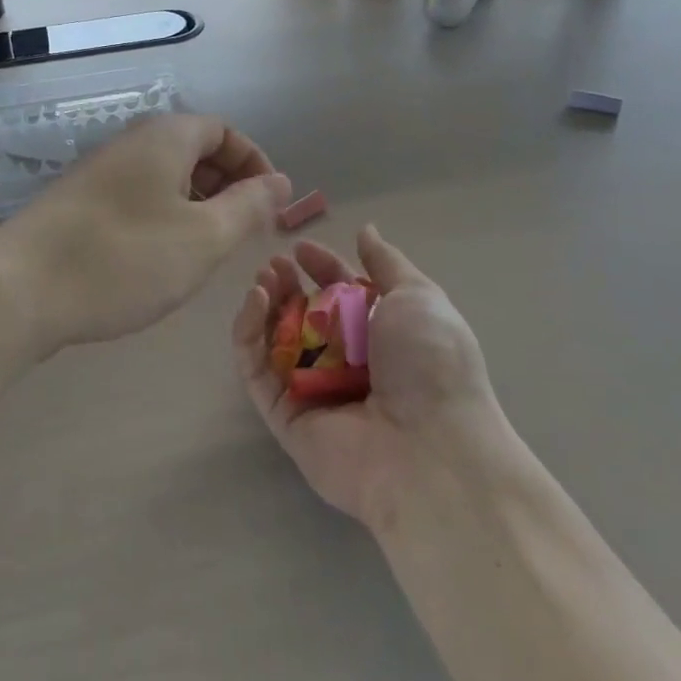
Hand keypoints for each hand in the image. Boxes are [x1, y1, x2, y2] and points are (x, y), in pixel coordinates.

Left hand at [0, 114, 290, 358]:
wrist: (18, 292)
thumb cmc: (124, 259)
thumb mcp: (203, 237)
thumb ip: (249, 207)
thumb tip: (281, 181)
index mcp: (164, 137)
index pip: (223, 131)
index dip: (255, 164)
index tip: (271, 206)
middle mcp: (130, 143)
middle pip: (193, 150)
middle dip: (228, 186)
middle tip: (243, 233)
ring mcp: (98, 173)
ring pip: (164, 178)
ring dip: (195, 206)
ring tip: (206, 251)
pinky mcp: (77, 204)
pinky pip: (136, 198)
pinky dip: (162, 219)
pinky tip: (159, 260)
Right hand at [233, 226, 504, 529]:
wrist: (431, 450)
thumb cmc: (430, 362)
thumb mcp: (418, 297)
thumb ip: (387, 263)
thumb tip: (366, 230)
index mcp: (381, 338)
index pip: (341, 296)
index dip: (321, 269)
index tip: (300, 248)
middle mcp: (347, 365)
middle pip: (305, 318)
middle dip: (288, 286)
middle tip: (274, 264)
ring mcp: (315, 393)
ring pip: (276, 342)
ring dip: (265, 306)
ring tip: (262, 278)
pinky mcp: (286, 418)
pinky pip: (258, 372)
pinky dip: (249, 335)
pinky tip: (255, 301)